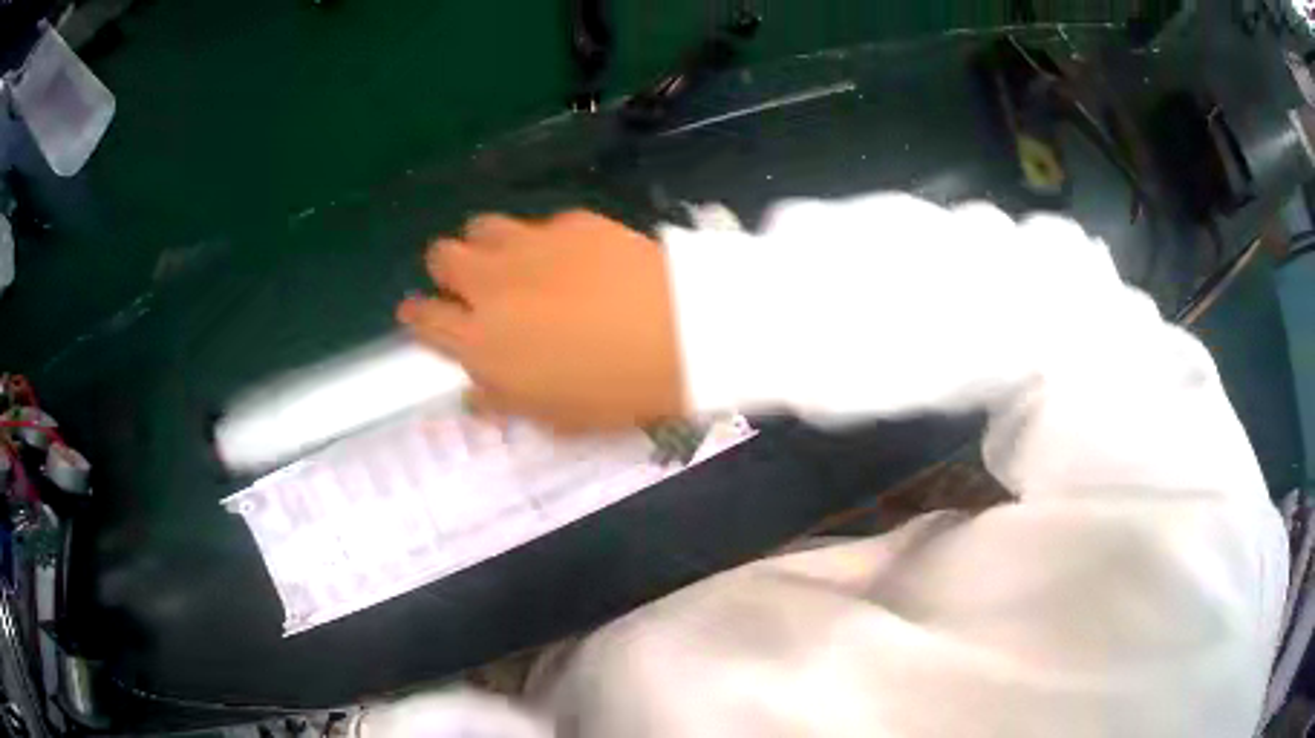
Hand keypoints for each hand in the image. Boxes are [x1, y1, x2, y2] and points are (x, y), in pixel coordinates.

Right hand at [398, 211, 685, 431]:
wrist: (681, 333)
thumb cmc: (616, 392)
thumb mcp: (555, 417)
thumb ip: (503, 400)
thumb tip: (474, 392)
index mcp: (481, 341)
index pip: (425, 320)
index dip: (415, 315)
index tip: (416, 313)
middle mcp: (492, 284)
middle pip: (442, 256)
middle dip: (448, 271)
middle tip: (472, 286)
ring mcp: (530, 245)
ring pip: (480, 227)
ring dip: (485, 245)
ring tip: (511, 262)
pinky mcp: (571, 222)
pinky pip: (538, 224)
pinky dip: (542, 240)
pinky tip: (572, 258)